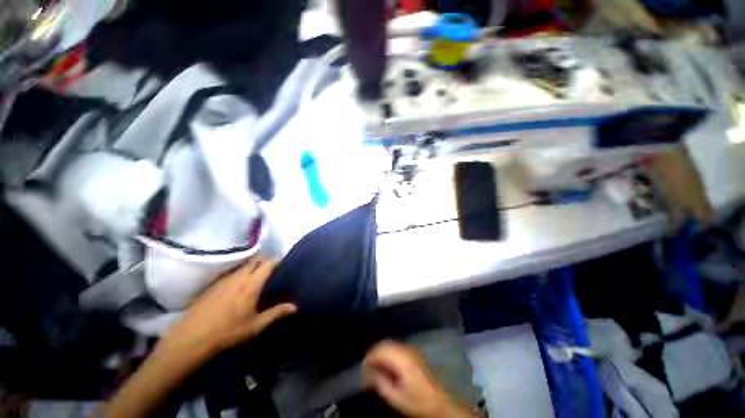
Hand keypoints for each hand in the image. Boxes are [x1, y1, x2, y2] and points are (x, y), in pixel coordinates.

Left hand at [166, 257, 296, 353]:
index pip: (267, 264)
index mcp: (252, 284)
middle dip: (265, 260)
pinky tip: (239, 284)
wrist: (192, 338)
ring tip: (257, 275)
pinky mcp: (214, 285)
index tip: (284, 262)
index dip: (277, 260)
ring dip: (252, 266)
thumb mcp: (256, 325)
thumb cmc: (228, 331)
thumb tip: (295, 307)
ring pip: (243, 265)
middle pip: (255, 260)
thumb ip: (276, 313)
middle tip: (272, 268)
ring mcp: (224, 279)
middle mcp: (239, 277)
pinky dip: (240, 272)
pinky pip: (232, 272)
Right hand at [363, 341, 470, 417]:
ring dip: (381, 351)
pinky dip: (388, 352)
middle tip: (366, 363)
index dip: (370, 356)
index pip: (382, 350)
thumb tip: (369, 373)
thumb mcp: (397, 397)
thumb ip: (381, 383)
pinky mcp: (413, 354)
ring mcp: (411, 351)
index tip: (362, 365)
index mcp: (402, 360)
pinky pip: (396, 347)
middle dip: (374, 351)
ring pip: (391, 344)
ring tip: (373, 363)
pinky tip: (385, 362)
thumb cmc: (417, 401)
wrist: (438, 402)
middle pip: (386, 344)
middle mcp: (406, 351)